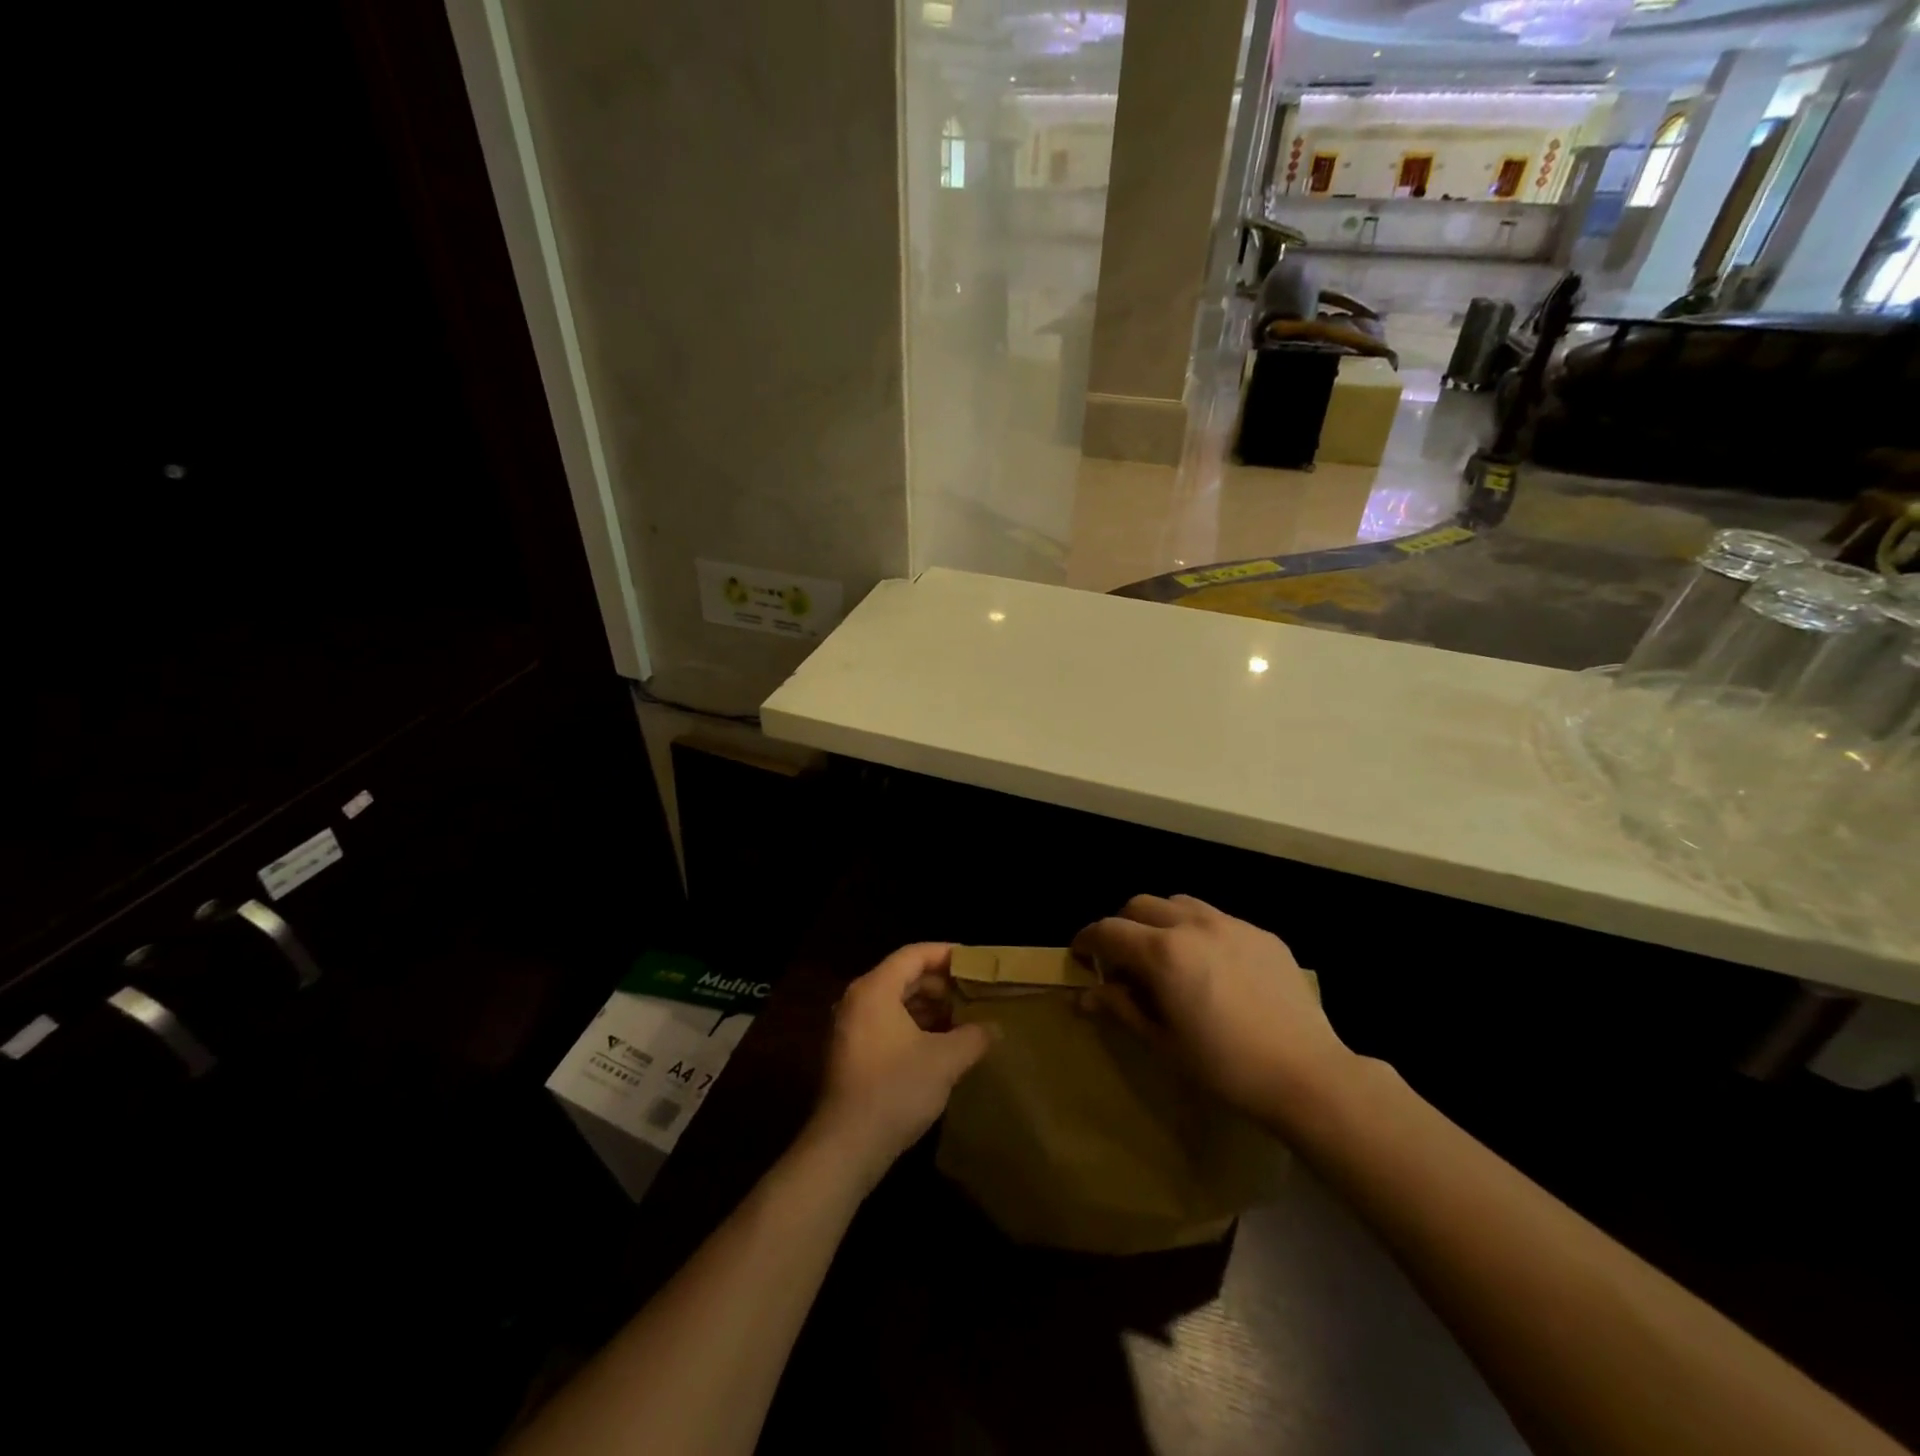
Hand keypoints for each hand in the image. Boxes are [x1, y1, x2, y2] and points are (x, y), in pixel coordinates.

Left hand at [805, 943, 992, 1189]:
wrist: (846, 1147)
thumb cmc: (896, 1090)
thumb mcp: (945, 1061)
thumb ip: (973, 1037)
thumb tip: (995, 1028)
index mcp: (875, 989)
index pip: (914, 954)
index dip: (946, 954)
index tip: (975, 962)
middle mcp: (857, 1000)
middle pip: (904, 976)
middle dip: (941, 984)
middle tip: (974, 992)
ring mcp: (850, 1028)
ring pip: (895, 1002)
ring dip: (928, 1007)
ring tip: (963, 1019)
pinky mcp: (851, 1053)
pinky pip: (886, 1024)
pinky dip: (913, 1026)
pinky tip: (940, 1045)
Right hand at [1071, 895, 1350, 1118]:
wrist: (1308, 1074)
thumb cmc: (1226, 1067)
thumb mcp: (1164, 1042)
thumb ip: (1122, 1008)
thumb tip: (1086, 995)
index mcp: (1163, 952)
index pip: (1108, 930)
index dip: (1086, 940)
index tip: (1079, 956)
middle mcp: (1193, 924)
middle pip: (1140, 905)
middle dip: (1122, 926)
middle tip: (1122, 960)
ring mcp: (1231, 924)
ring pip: (1179, 903)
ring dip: (1159, 921)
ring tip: (1165, 955)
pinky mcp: (1262, 934)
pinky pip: (1217, 918)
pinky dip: (1197, 931)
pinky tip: (1210, 966)